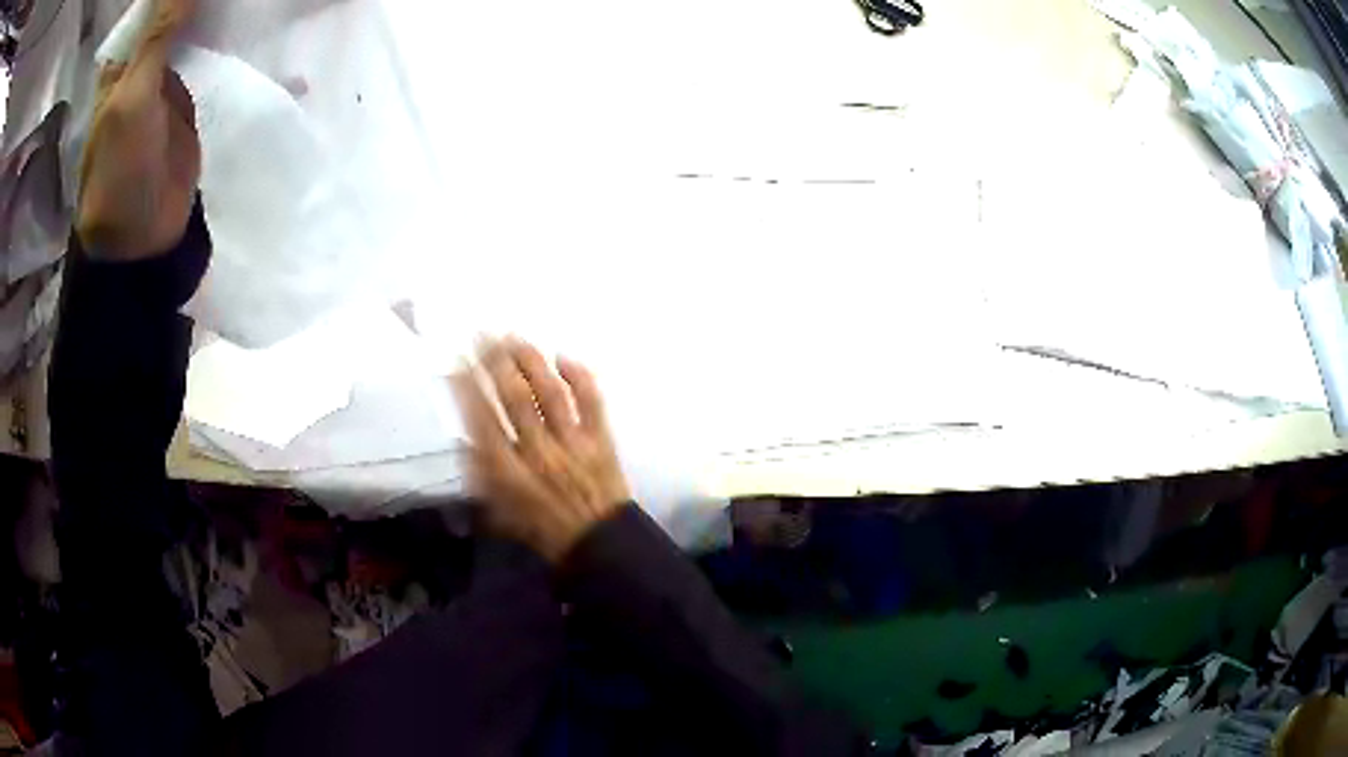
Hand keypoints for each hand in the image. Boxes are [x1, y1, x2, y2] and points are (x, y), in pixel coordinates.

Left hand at [76, 0, 199, 260]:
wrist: (143, 234)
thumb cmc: (120, 170)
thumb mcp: (133, 98)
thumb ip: (157, 39)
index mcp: (116, 70)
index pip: (144, 14)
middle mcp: (136, 70)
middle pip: (165, 17)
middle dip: (186, 1)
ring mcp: (159, 85)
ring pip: (183, 33)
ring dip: (202, 14)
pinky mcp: (181, 101)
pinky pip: (198, 58)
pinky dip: (212, 39)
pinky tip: (230, 18)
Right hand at [452, 337, 631, 562]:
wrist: (597, 544)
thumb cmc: (544, 529)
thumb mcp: (499, 513)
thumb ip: (480, 476)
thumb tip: (465, 438)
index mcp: (509, 473)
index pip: (483, 420)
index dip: (468, 387)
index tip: (459, 360)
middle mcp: (538, 452)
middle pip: (514, 398)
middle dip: (496, 361)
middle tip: (484, 335)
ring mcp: (572, 443)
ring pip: (549, 393)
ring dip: (530, 361)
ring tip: (514, 338)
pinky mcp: (601, 440)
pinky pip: (591, 401)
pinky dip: (579, 376)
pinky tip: (563, 357)